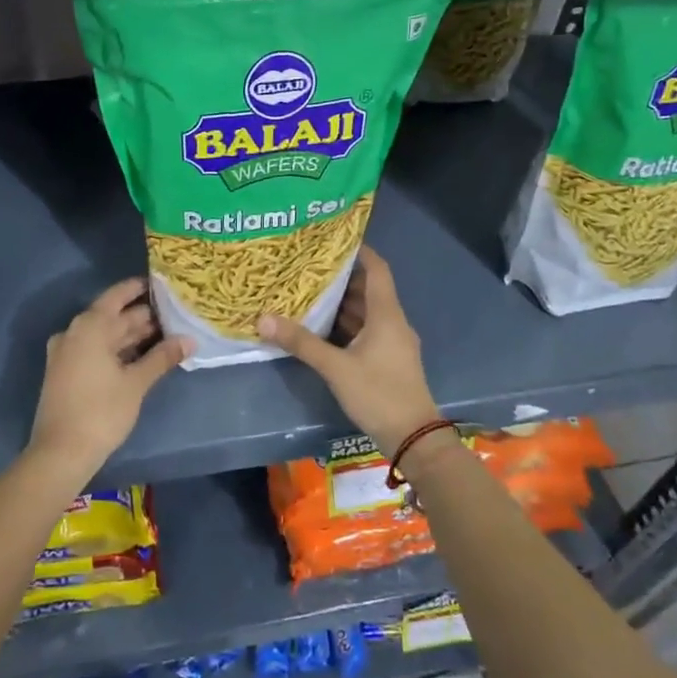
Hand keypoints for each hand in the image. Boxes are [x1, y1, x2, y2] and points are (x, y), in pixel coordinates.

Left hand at [28, 278, 189, 479]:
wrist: (60, 453)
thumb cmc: (101, 411)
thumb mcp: (136, 383)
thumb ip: (162, 357)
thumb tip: (189, 340)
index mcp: (90, 326)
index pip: (118, 296)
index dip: (139, 289)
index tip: (162, 286)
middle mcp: (74, 332)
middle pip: (112, 316)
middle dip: (141, 316)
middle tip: (173, 315)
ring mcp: (67, 352)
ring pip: (104, 335)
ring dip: (130, 335)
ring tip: (164, 334)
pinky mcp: (65, 372)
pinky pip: (95, 350)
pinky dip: (116, 350)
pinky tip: (140, 356)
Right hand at [257, 247, 441, 455]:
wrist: (414, 438)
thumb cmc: (379, 394)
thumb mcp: (336, 368)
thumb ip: (301, 343)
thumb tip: (263, 318)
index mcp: (386, 314)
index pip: (377, 268)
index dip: (358, 251)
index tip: (332, 239)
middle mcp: (392, 322)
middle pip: (368, 289)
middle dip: (340, 277)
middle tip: (307, 266)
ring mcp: (392, 342)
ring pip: (365, 312)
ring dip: (341, 302)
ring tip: (307, 291)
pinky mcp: (388, 359)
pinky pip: (365, 331)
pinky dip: (345, 324)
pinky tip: (320, 326)